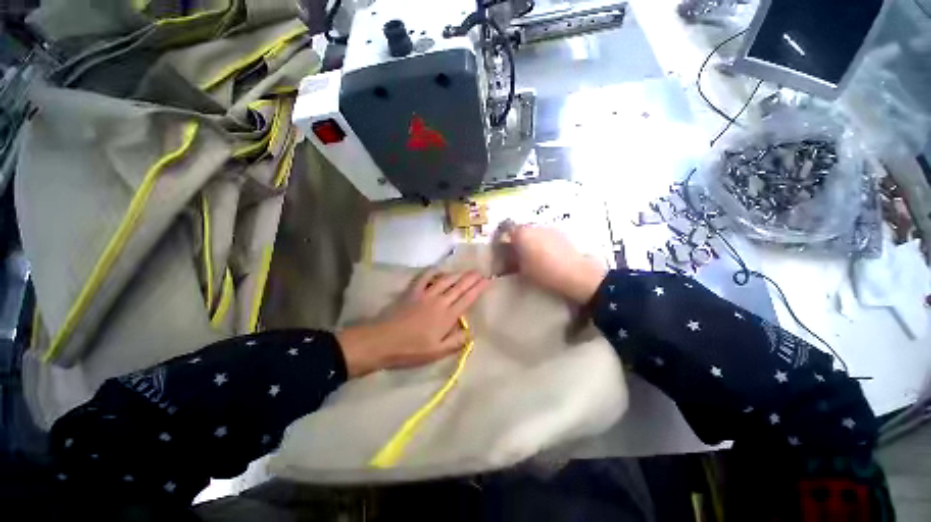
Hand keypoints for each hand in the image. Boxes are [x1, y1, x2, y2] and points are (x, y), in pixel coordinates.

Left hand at [336, 270, 489, 376]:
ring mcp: (426, 294)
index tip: (487, 280)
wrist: (383, 341)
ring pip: (445, 280)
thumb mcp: (437, 352)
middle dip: (471, 278)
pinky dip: (433, 271)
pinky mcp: (413, 291)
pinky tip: (439, 269)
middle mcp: (440, 301)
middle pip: (459, 286)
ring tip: (466, 270)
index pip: (467, 299)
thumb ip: (456, 342)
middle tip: (480, 272)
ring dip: (457, 274)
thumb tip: (471, 332)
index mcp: (447, 316)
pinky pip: (425, 277)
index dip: (478, 289)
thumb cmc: (411, 350)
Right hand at [508, 225, 606, 304]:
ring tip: (534, 255)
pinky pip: (546, 235)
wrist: (576, 274)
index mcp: (522, 234)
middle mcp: (535, 227)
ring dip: (532, 240)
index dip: (504, 239)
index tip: (505, 250)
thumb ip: (512, 261)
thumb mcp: (522, 270)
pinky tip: (548, 254)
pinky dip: (544, 242)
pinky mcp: (561, 233)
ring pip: (535, 232)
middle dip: (518, 240)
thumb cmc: (544, 273)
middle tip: (518, 254)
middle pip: (521, 230)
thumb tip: (508, 258)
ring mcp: (549, 228)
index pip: (507, 230)